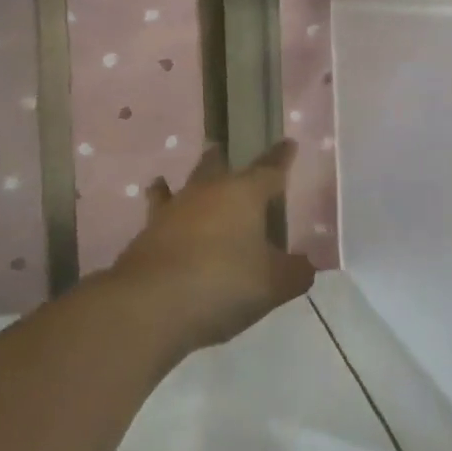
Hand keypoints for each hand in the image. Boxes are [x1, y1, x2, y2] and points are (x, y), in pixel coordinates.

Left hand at [108, 141, 314, 355]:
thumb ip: (294, 272)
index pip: (270, 169)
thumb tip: (305, 264)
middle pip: (216, 167)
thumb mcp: (273, 284)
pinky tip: (157, 225)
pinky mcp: (145, 237)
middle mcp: (207, 193)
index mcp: (244, 194)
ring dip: (178, 185)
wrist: (149, 306)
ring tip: (167, 180)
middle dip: (221, 159)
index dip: (281, 158)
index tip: (288, 144)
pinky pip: (158, 218)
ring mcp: (171, 213)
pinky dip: (161, 218)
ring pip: (179, 188)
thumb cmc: (223, 284)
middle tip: (221, 150)